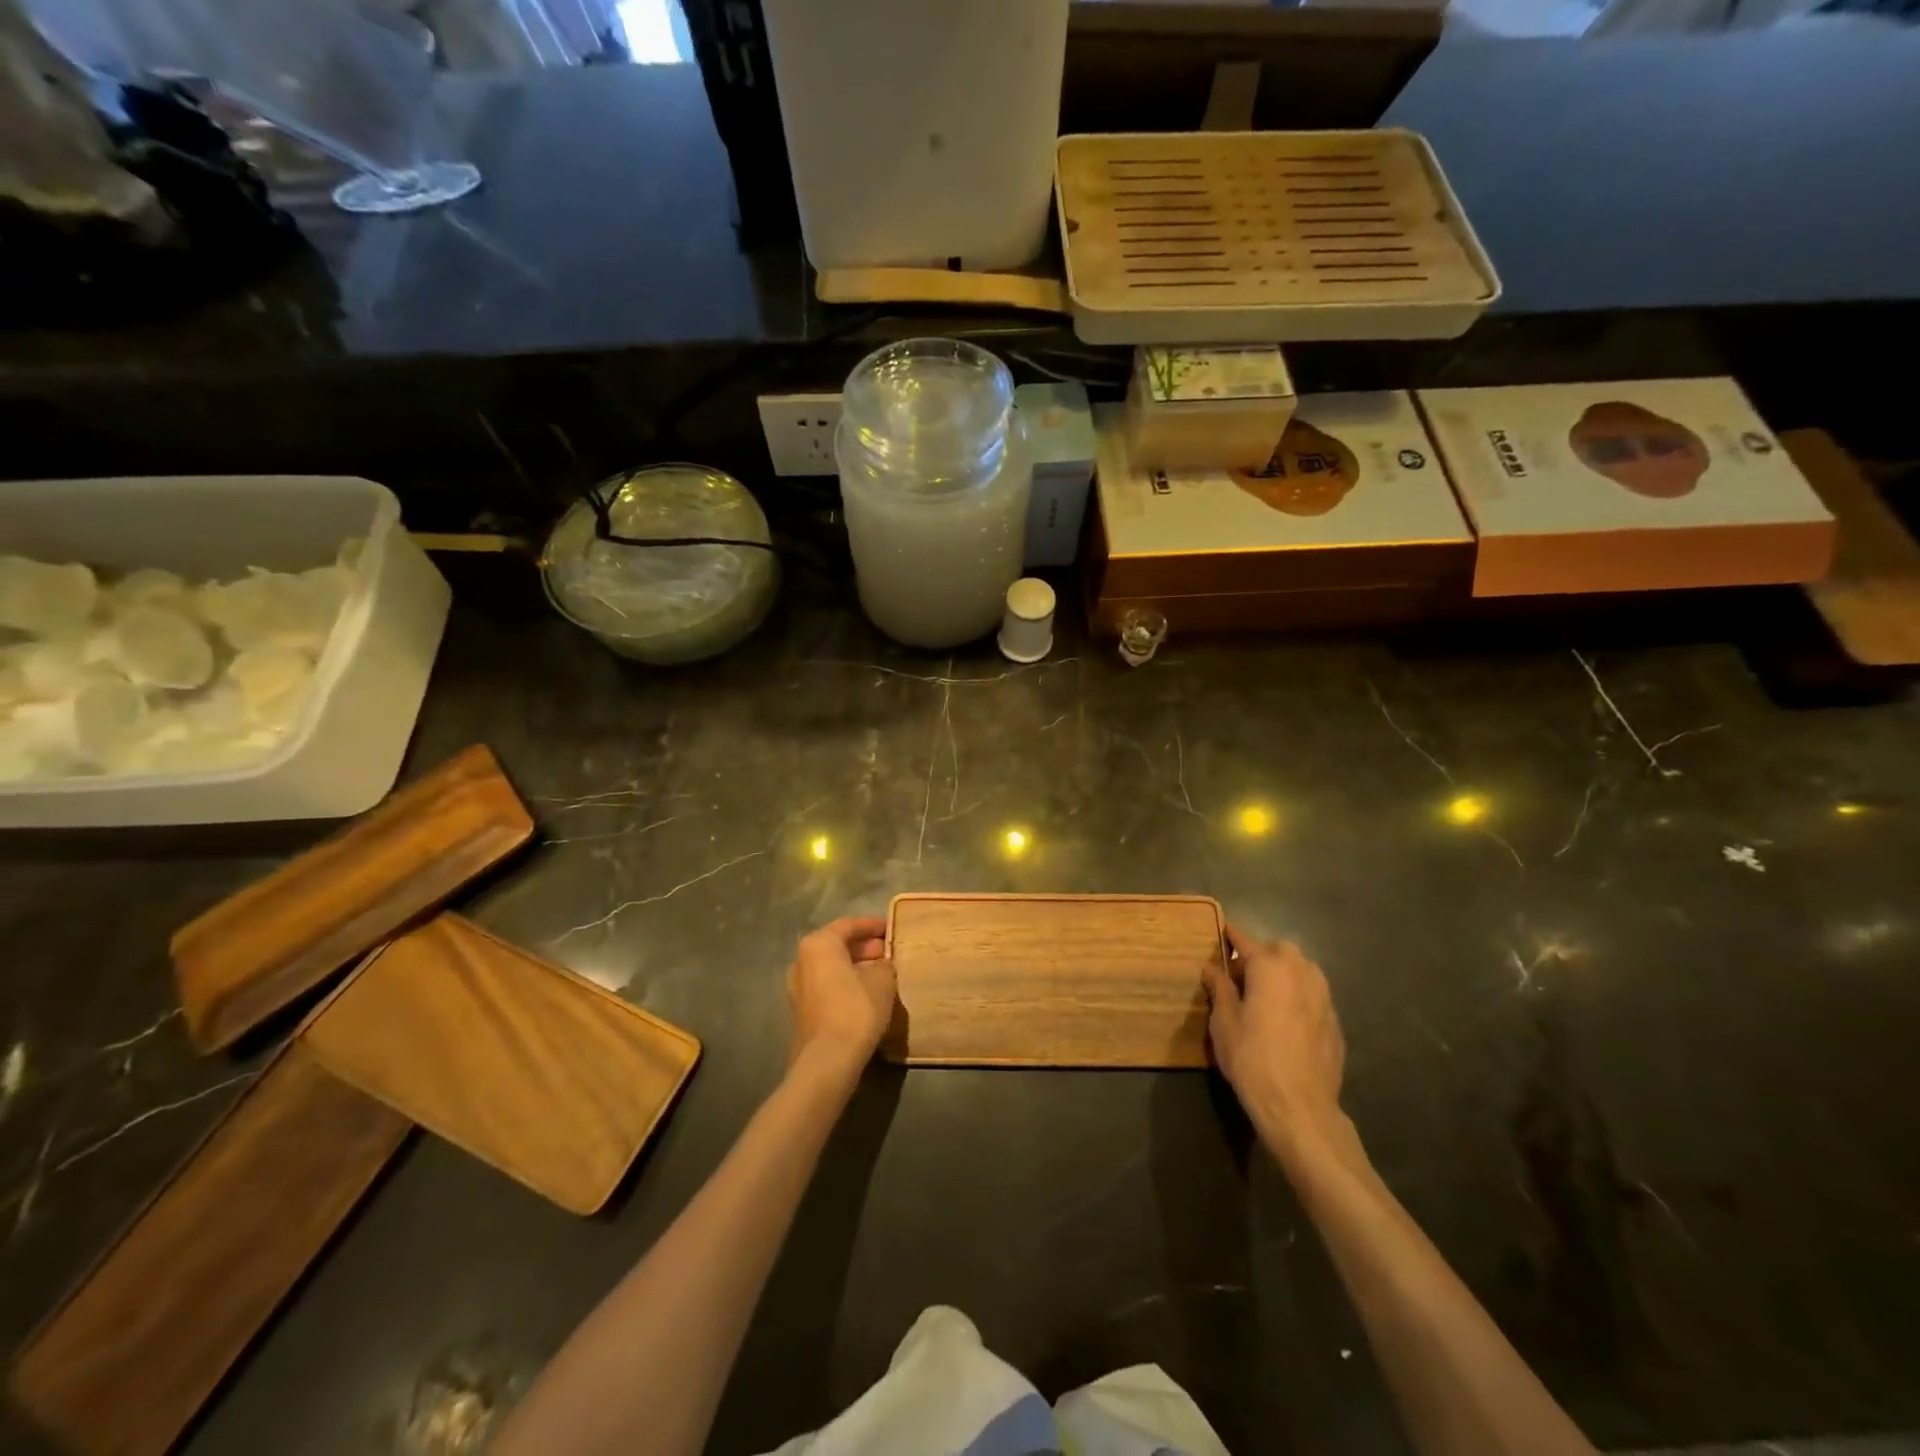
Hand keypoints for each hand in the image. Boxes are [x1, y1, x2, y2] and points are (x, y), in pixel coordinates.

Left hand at [787, 916, 896, 1073]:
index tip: (891, 929)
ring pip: (832, 968)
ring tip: (882, 973)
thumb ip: (884, 965)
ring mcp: (798, 988)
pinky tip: (867, 994)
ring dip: (856, 967)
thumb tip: (882, 964)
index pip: (849, 925)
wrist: (828, 1060)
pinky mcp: (801, 1011)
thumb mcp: (882, 980)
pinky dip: (846, 984)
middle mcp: (802, 961)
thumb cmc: (856, 1009)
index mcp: (818, 944)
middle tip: (889, 952)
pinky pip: (827, 986)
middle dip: (864, 948)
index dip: (873, 926)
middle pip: (837, 946)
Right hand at [1203, 927, 1345, 1154]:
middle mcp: (1302, 974)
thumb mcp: (1224, 1023)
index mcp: (1271, 969)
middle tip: (1243, 975)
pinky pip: (1315, 995)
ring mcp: (1324, 998)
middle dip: (1263, 955)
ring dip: (1285, 972)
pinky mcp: (1335, 1022)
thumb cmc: (1252, 1059)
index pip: (1247, 942)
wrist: (1299, 1107)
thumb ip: (1220, 990)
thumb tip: (1213, 968)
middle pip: (1282, 951)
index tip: (1224, 930)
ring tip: (1267, 994)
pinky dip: (1299, 996)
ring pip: (1304, 970)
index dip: (1233, 937)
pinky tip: (1287, 1019)